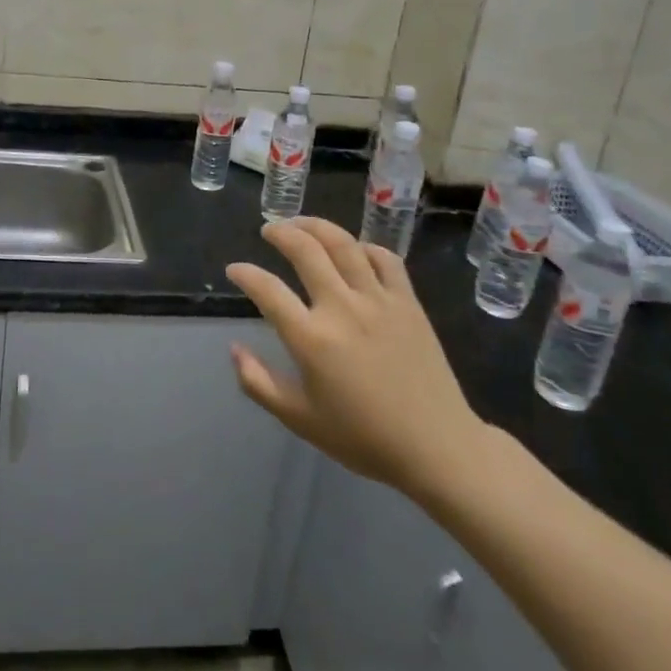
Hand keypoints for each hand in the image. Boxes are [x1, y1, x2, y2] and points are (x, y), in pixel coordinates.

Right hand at [228, 218, 493, 510]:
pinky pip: (385, 259)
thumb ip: (258, 383)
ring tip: (301, 224)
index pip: (267, 291)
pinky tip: (354, 250)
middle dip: (280, 233)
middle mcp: (342, 308)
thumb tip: (234, 349)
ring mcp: (378, 300)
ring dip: (317, 226)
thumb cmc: (362, 437)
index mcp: (311, 339)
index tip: (234, 269)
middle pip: (305, 250)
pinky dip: (365, 246)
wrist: (436, 447)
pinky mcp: (408, 302)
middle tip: (269, 230)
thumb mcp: (299, 419)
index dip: (245, 274)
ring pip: (343, 244)